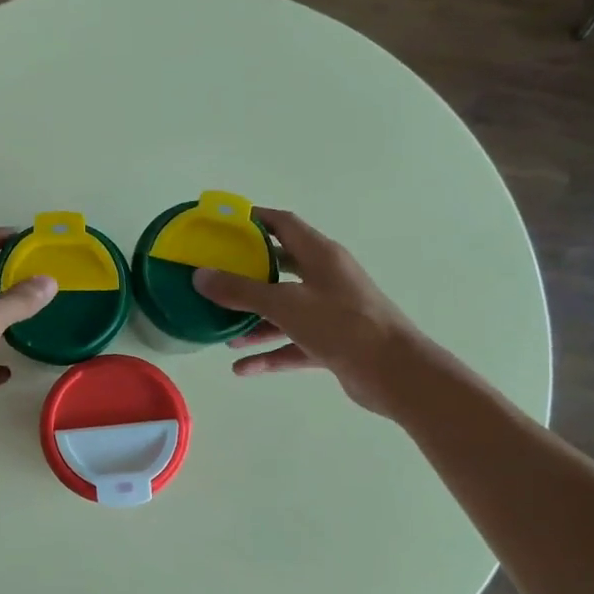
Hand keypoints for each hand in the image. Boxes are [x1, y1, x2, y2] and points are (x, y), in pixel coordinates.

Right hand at [193, 208, 428, 418]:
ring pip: (285, 311)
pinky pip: (293, 344)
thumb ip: (240, 291)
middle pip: (281, 267)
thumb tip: (200, 276)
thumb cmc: (341, 325)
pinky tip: (241, 367)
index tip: (223, 224)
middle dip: (247, 273)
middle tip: (215, 277)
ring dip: (254, 321)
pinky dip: (269, 354)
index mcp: (321, 255)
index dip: (254, 220)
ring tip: (222, 331)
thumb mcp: (285, 304)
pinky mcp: (333, 343)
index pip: (284, 224)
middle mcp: (326, 278)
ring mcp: (331, 312)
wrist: (393, 372)